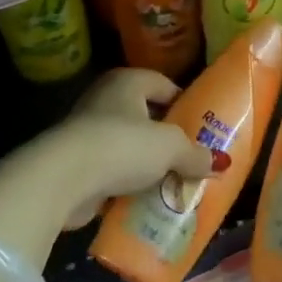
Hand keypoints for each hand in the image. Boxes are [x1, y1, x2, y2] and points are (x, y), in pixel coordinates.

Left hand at [53, 69, 216, 227]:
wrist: (62, 179)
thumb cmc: (122, 146)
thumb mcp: (171, 148)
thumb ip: (195, 154)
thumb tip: (219, 163)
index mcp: (128, 82)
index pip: (164, 86)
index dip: (185, 105)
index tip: (203, 128)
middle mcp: (105, 99)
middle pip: (147, 117)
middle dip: (168, 139)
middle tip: (193, 158)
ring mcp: (87, 131)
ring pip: (129, 146)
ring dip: (147, 165)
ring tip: (174, 182)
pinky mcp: (76, 163)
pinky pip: (112, 171)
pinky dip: (127, 183)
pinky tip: (146, 200)